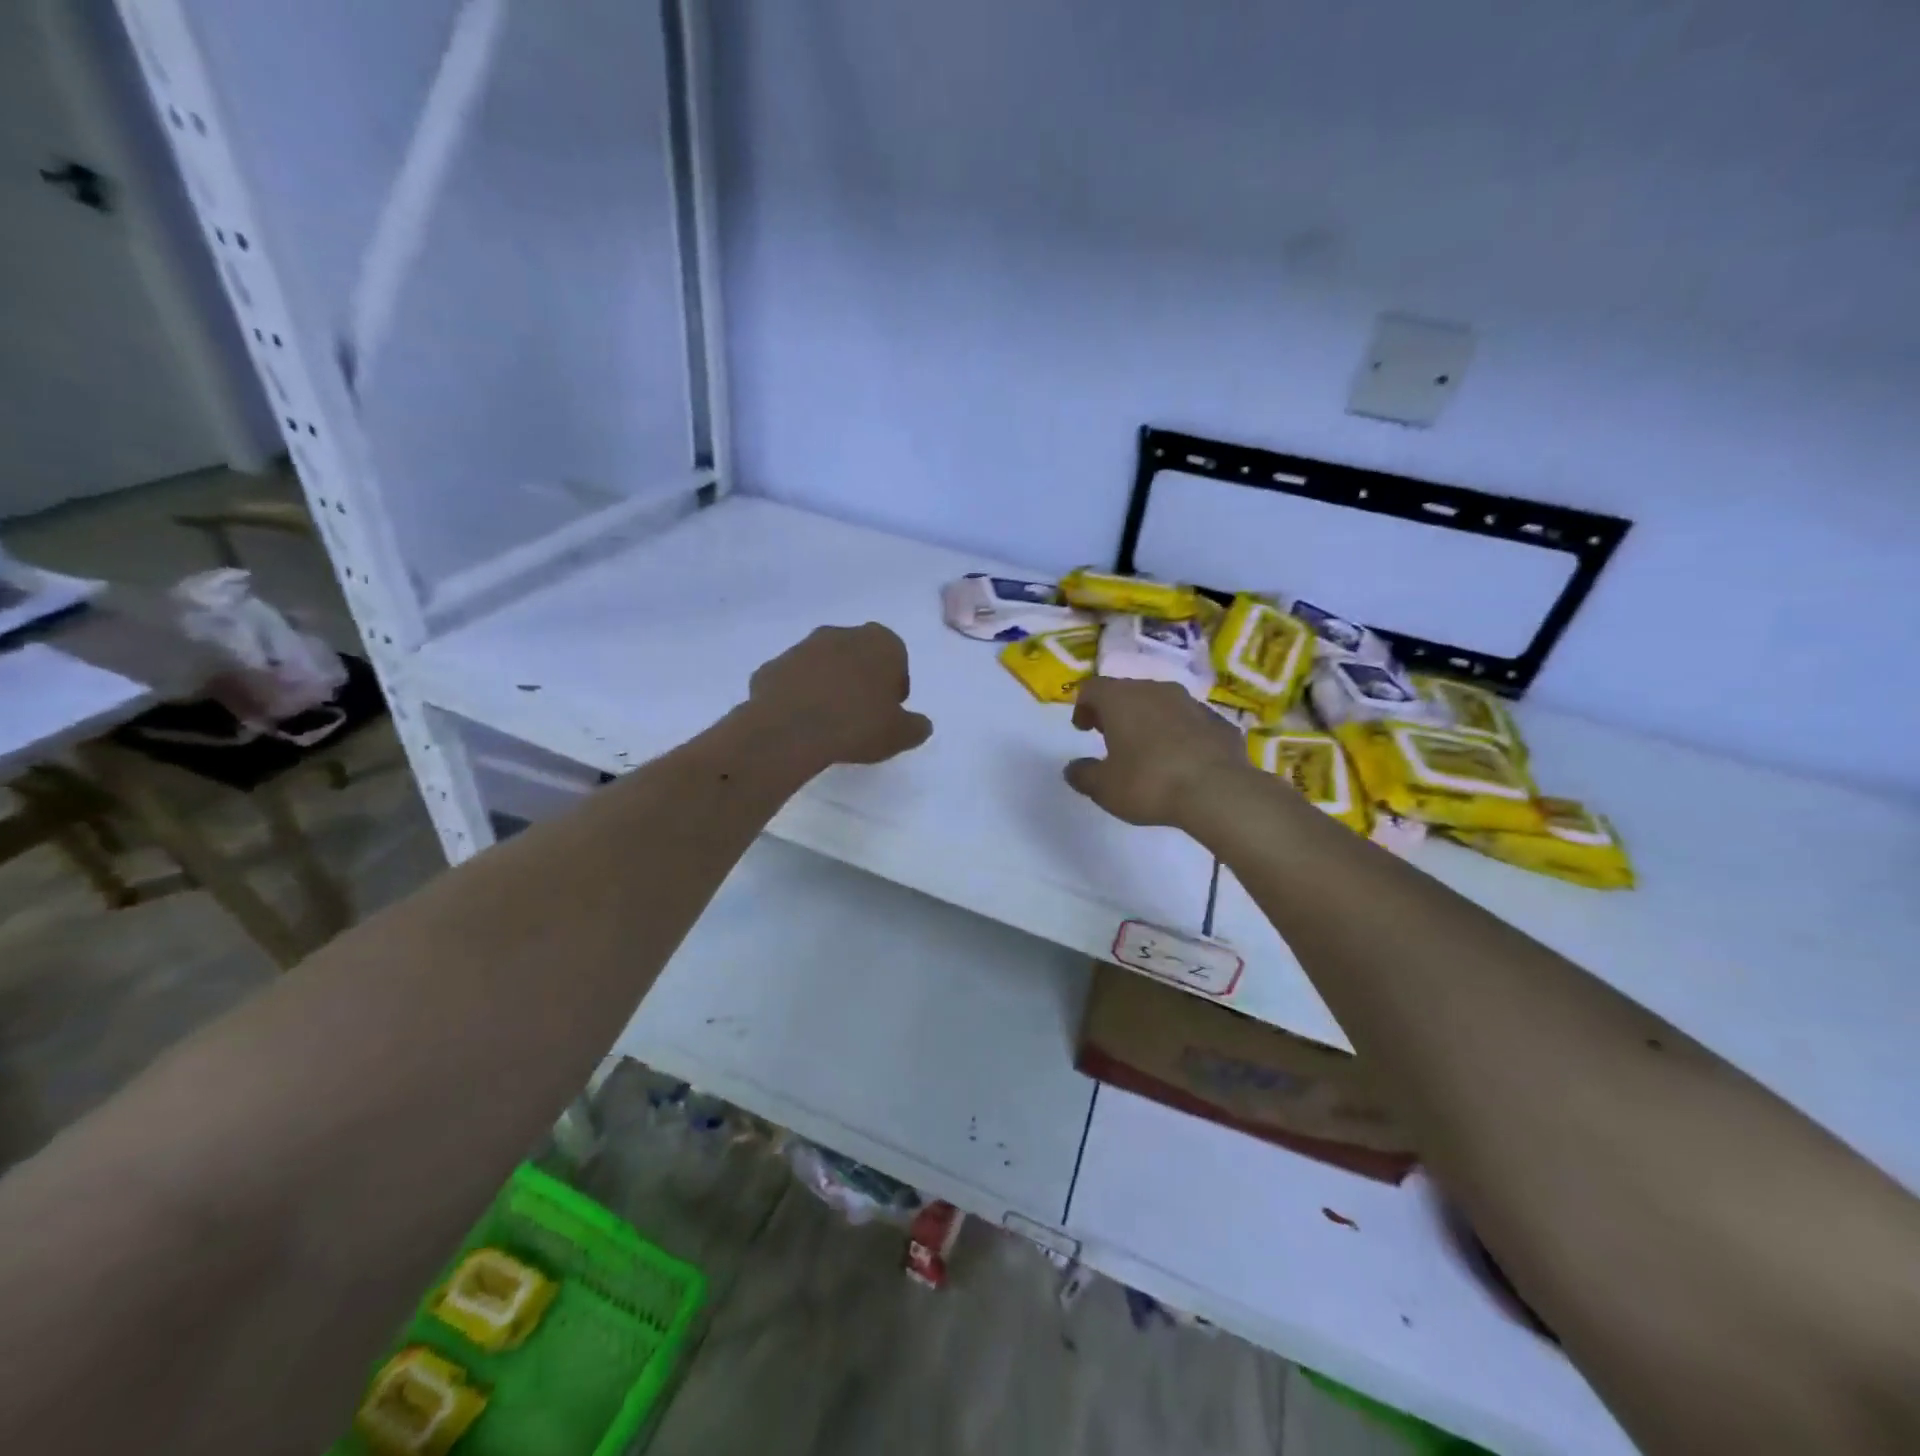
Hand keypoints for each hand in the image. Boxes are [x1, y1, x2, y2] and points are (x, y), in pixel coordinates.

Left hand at [747, 623, 933, 767]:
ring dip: (827, 685)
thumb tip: (920, 725)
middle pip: (857, 655)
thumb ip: (916, 726)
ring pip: (822, 665)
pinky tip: (800, 723)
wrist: (791, 730)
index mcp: (880, 642)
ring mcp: (801, 647)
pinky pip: (792, 681)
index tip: (888, 711)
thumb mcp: (901, 734)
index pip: (896, 658)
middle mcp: (840, 634)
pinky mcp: (771, 666)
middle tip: (860, 714)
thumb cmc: (858, 725)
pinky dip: (797, 696)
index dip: (894, 685)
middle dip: (860, 679)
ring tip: (828, 722)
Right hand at [1064, 676, 1250, 827]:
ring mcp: (1191, 703)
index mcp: (1121, 698)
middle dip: (1115, 711)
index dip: (1083, 706)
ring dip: (1149, 720)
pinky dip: (1179, 733)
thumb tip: (1073, 768)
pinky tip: (1180, 760)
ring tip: (1146, 748)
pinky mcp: (1218, 721)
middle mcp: (1155, 690)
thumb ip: (1084, 775)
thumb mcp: (1104, 787)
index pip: (1092, 687)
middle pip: (1127, 691)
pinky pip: (1189, 722)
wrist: (1217, 791)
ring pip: (1161, 703)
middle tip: (1110, 736)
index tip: (1083, 728)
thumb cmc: (1149, 782)